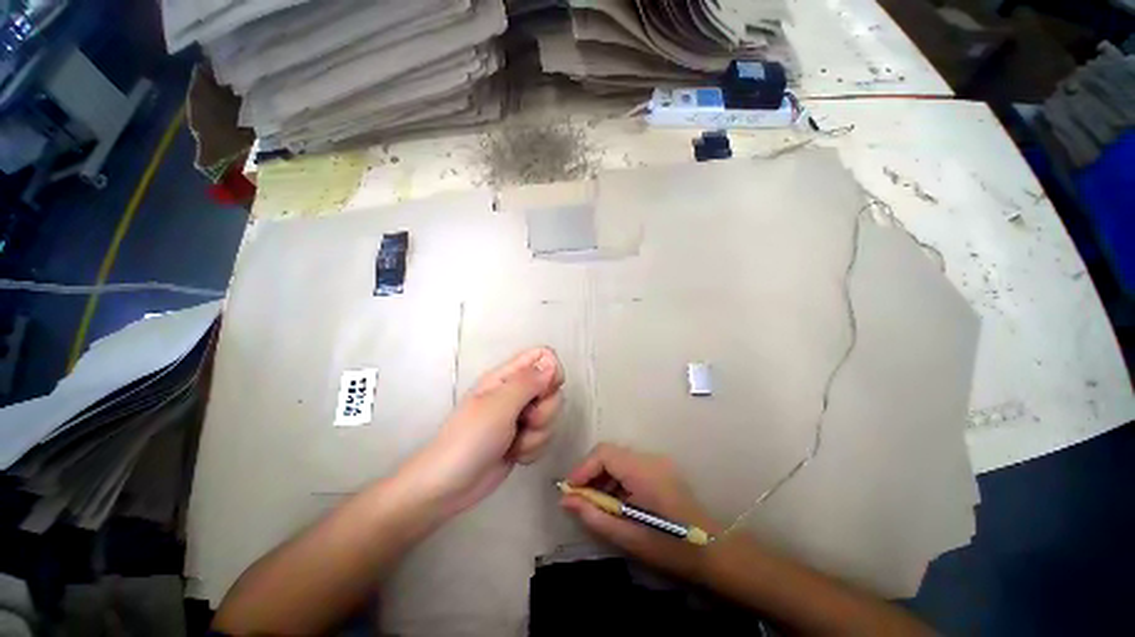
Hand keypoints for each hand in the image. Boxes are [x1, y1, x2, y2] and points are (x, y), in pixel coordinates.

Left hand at [405, 347, 564, 517]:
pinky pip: (545, 436)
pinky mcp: (524, 439)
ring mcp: (521, 417)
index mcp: (507, 377)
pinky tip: (515, 455)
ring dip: (538, 434)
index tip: (544, 392)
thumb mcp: (499, 406)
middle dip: (545, 410)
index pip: (542, 357)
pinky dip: (533, 449)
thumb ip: (528, 382)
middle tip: (526, 420)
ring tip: (515, 443)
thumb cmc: (470, 439)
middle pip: (552, 389)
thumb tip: (552, 362)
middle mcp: (517, 393)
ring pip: (550, 415)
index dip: (551, 371)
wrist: (449, 487)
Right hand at [560, 443, 721, 580]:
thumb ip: (594, 515)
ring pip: (618, 459)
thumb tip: (566, 500)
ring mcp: (657, 462)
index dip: (583, 468)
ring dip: (603, 477)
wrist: (713, 551)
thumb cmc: (670, 547)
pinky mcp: (660, 469)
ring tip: (595, 504)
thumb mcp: (627, 535)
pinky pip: (630, 466)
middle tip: (579, 498)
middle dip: (590, 473)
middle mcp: (650, 459)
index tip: (569, 490)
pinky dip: (616, 480)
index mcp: (643, 471)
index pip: (604, 453)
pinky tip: (614, 502)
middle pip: (610, 453)